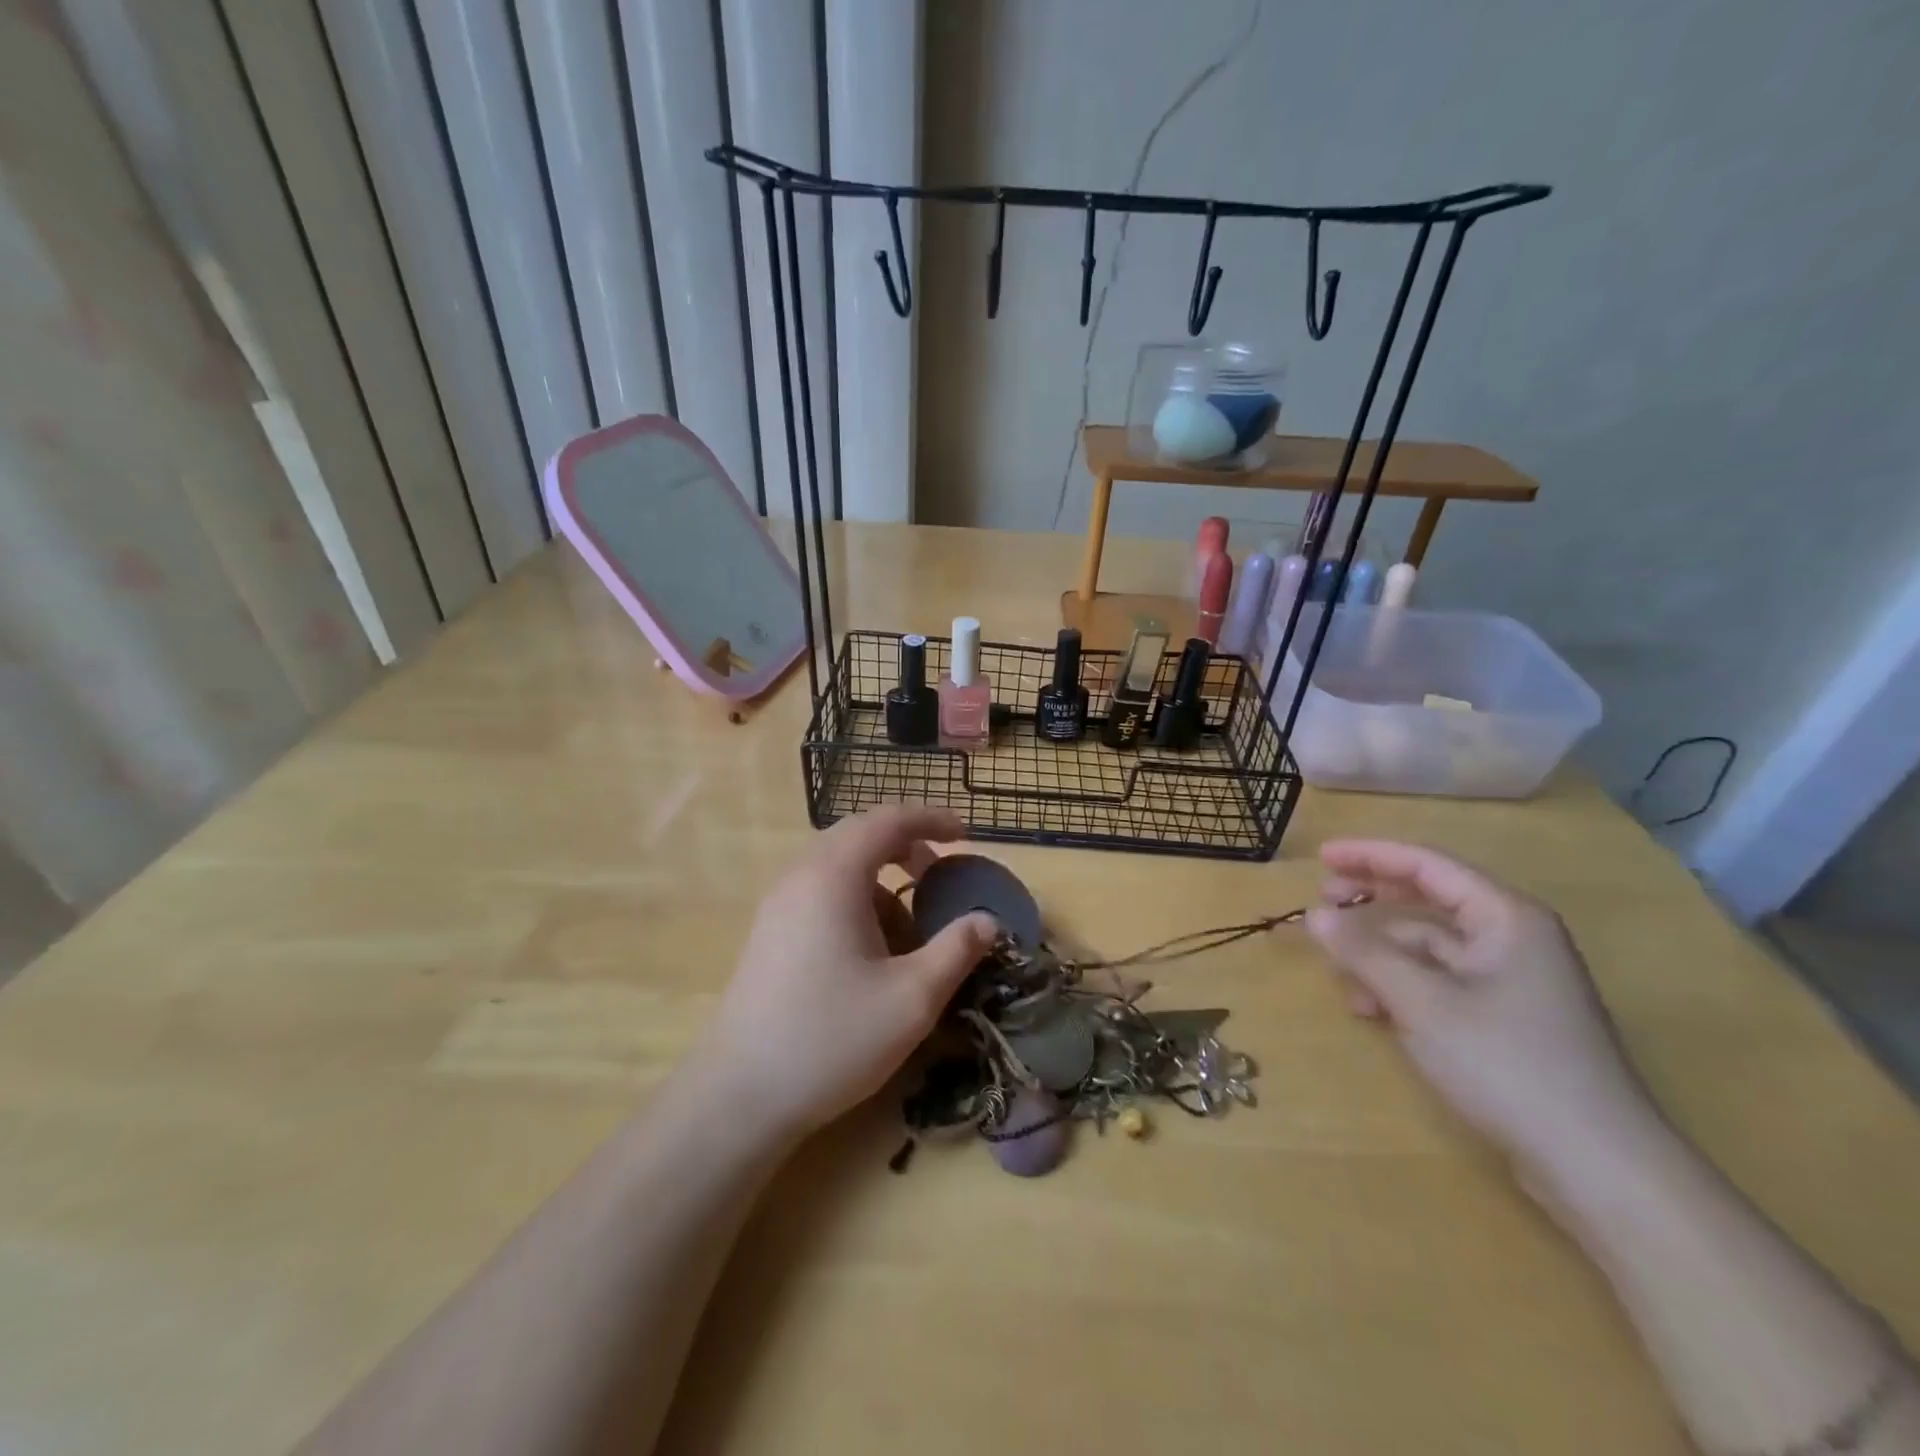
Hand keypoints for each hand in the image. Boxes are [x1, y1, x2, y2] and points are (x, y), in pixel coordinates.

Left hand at [701, 808, 997, 1138]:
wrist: (740, 1095)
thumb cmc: (832, 1038)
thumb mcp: (913, 997)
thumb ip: (957, 950)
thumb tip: (988, 921)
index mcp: (834, 875)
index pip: (888, 820)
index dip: (931, 819)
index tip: (965, 835)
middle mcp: (800, 875)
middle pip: (859, 834)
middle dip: (906, 846)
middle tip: (940, 876)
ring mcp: (777, 903)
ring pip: (837, 865)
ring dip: (879, 878)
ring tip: (908, 926)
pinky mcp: (768, 931)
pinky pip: (819, 890)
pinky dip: (854, 899)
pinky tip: (870, 951)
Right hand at [1304, 839, 1660, 1179]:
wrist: (1599, 1169)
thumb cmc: (1508, 1065)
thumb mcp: (1423, 1003)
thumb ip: (1364, 952)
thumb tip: (1315, 916)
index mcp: (1506, 917)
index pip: (1427, 864)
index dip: (1370, 855)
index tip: (1321, 856)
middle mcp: (1512, 938)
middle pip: (1428, 900)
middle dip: (1373, 901)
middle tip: (1321, 905)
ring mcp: (1512, 981)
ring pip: (1429, 947)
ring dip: (1381, 955)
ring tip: (1342, 978)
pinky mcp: (1506, 1020)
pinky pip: (1440, 983)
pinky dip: (1401, 987)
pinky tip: (1372, 1010)